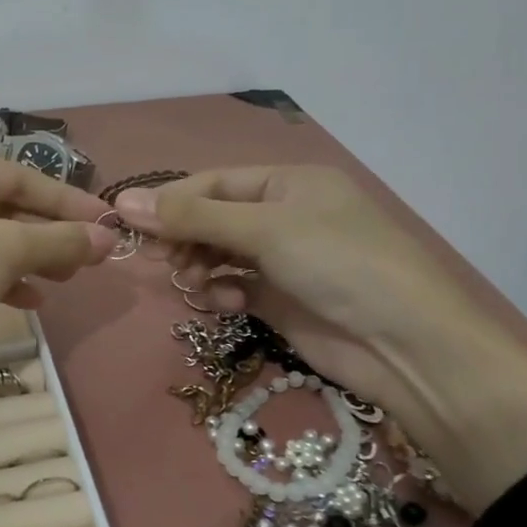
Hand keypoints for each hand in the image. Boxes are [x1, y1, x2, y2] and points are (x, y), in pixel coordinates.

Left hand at [0, 151, 116, 373]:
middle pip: (2, 207)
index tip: (108, 222)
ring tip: (65, 280)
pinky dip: (0, 279)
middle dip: (48, 233)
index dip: (67, 201)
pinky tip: (30, 301)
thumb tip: (108, 236)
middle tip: (88, 257)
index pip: (18, 177)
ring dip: (29, 258)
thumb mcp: (4, 250)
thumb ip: (59, 240)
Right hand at [115, 167, 526, 511]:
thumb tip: (121, 202)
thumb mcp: (264, 230)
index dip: (169, 202)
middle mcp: (283, 216)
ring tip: (200, 286)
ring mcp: (281, 261)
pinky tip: (230, 305)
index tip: (127, 223)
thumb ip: (192, 218)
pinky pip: (232, 287)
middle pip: (211, 220)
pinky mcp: (279, 300)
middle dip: (185, 240)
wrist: (405, 344)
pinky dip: (223, 294)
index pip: (211, 184)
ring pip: (217, 256)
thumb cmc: (339, 263)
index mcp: (287, 183)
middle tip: (165, 262)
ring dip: (202, 269)